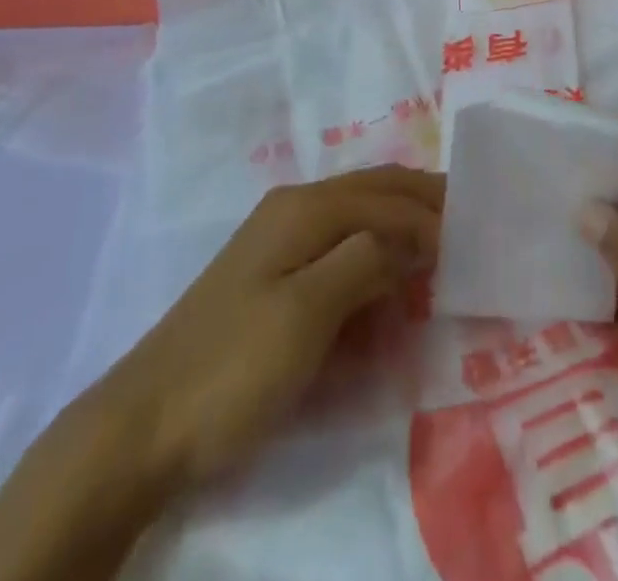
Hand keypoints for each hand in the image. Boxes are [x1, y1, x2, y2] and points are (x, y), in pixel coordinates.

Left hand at [0, 167, 442, 580]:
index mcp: (304, 208)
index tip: (476, 240)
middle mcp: (294, 209)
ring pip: (358, 215)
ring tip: (442, 244)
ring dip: (400, 224)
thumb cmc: (232, 367)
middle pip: (374, 190)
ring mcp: (279, 240)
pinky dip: (374, 251)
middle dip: (422, 202)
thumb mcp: (307, 315)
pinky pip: (339, 246)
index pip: (387, 198)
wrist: (142, 427)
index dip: (433, 216)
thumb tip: (414, 234)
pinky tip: (391, 275)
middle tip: (470, 221)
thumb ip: (365, 261)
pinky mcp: (272, 274)